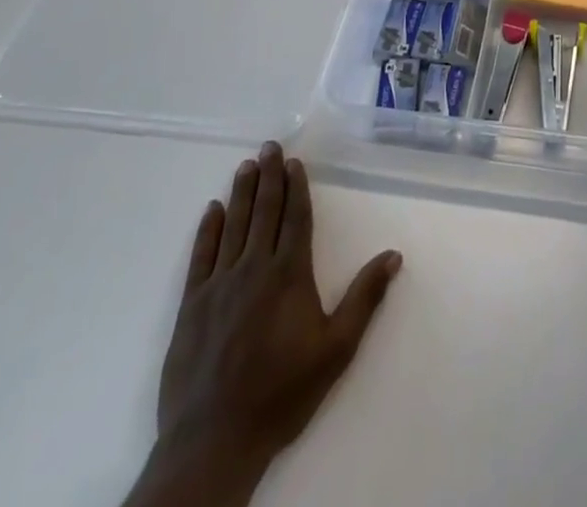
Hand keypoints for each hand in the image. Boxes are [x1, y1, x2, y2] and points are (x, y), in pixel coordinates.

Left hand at [125, 143, 402, 506]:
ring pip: (233, 225)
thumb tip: (394, 255)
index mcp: (289, 274)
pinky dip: (207, 230)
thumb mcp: (336, 349)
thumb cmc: (282, 393)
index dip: (296, 187)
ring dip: (241, 192)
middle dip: (268, 177)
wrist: (214, 440)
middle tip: (268, 146)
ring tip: (245, 165)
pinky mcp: (192, 305)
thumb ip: (364, 298)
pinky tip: (212, 210)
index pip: (295, 217)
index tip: (294, 161)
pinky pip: (201, 256)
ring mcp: (219, 284)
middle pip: (264, 212)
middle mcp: (254, 268)